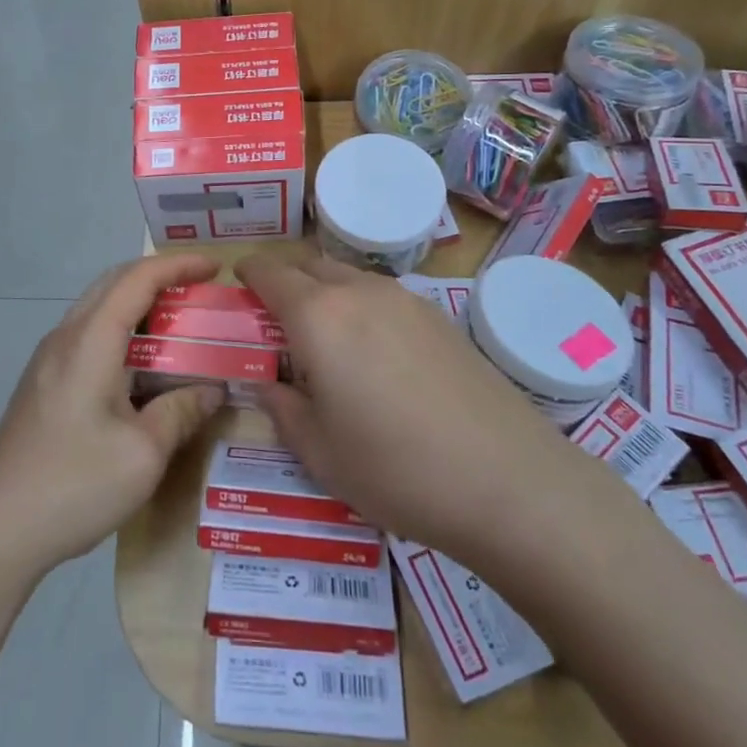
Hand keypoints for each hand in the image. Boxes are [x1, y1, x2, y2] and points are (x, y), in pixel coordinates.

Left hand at [0, 253, 228, 578]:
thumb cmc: (74, 484)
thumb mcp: (144, 453)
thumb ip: (181, 411)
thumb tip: (211, 389)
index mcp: (90, 341)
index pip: (138, 279)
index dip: (178, 265)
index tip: (216, 267)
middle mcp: (66, 338)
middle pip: (114, 283)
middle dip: (159, 276)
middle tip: (200, 291)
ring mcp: (48, 360)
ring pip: (98, 309)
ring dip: (138, 304)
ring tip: (178, 323)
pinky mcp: (43, 384)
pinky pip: (88, 336)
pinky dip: (121, 331)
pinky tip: (142, 365)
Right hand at [237, 254, 574, 553]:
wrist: (509, 481)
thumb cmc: (395, 469)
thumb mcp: (319, 452)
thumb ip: (283, 409)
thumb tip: (270, 385)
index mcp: (318, 316)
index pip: (270, 273)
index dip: (248, 273)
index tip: (237, 282)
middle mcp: (359, 292)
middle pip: (310, 265)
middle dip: (285, 279)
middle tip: (273, 316)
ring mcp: (405, 300)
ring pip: (348, 277)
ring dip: (324, 291)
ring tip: (323, 338)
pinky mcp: (440, 318)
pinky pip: (382, 296)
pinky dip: (360, 307)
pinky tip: (372, 353)